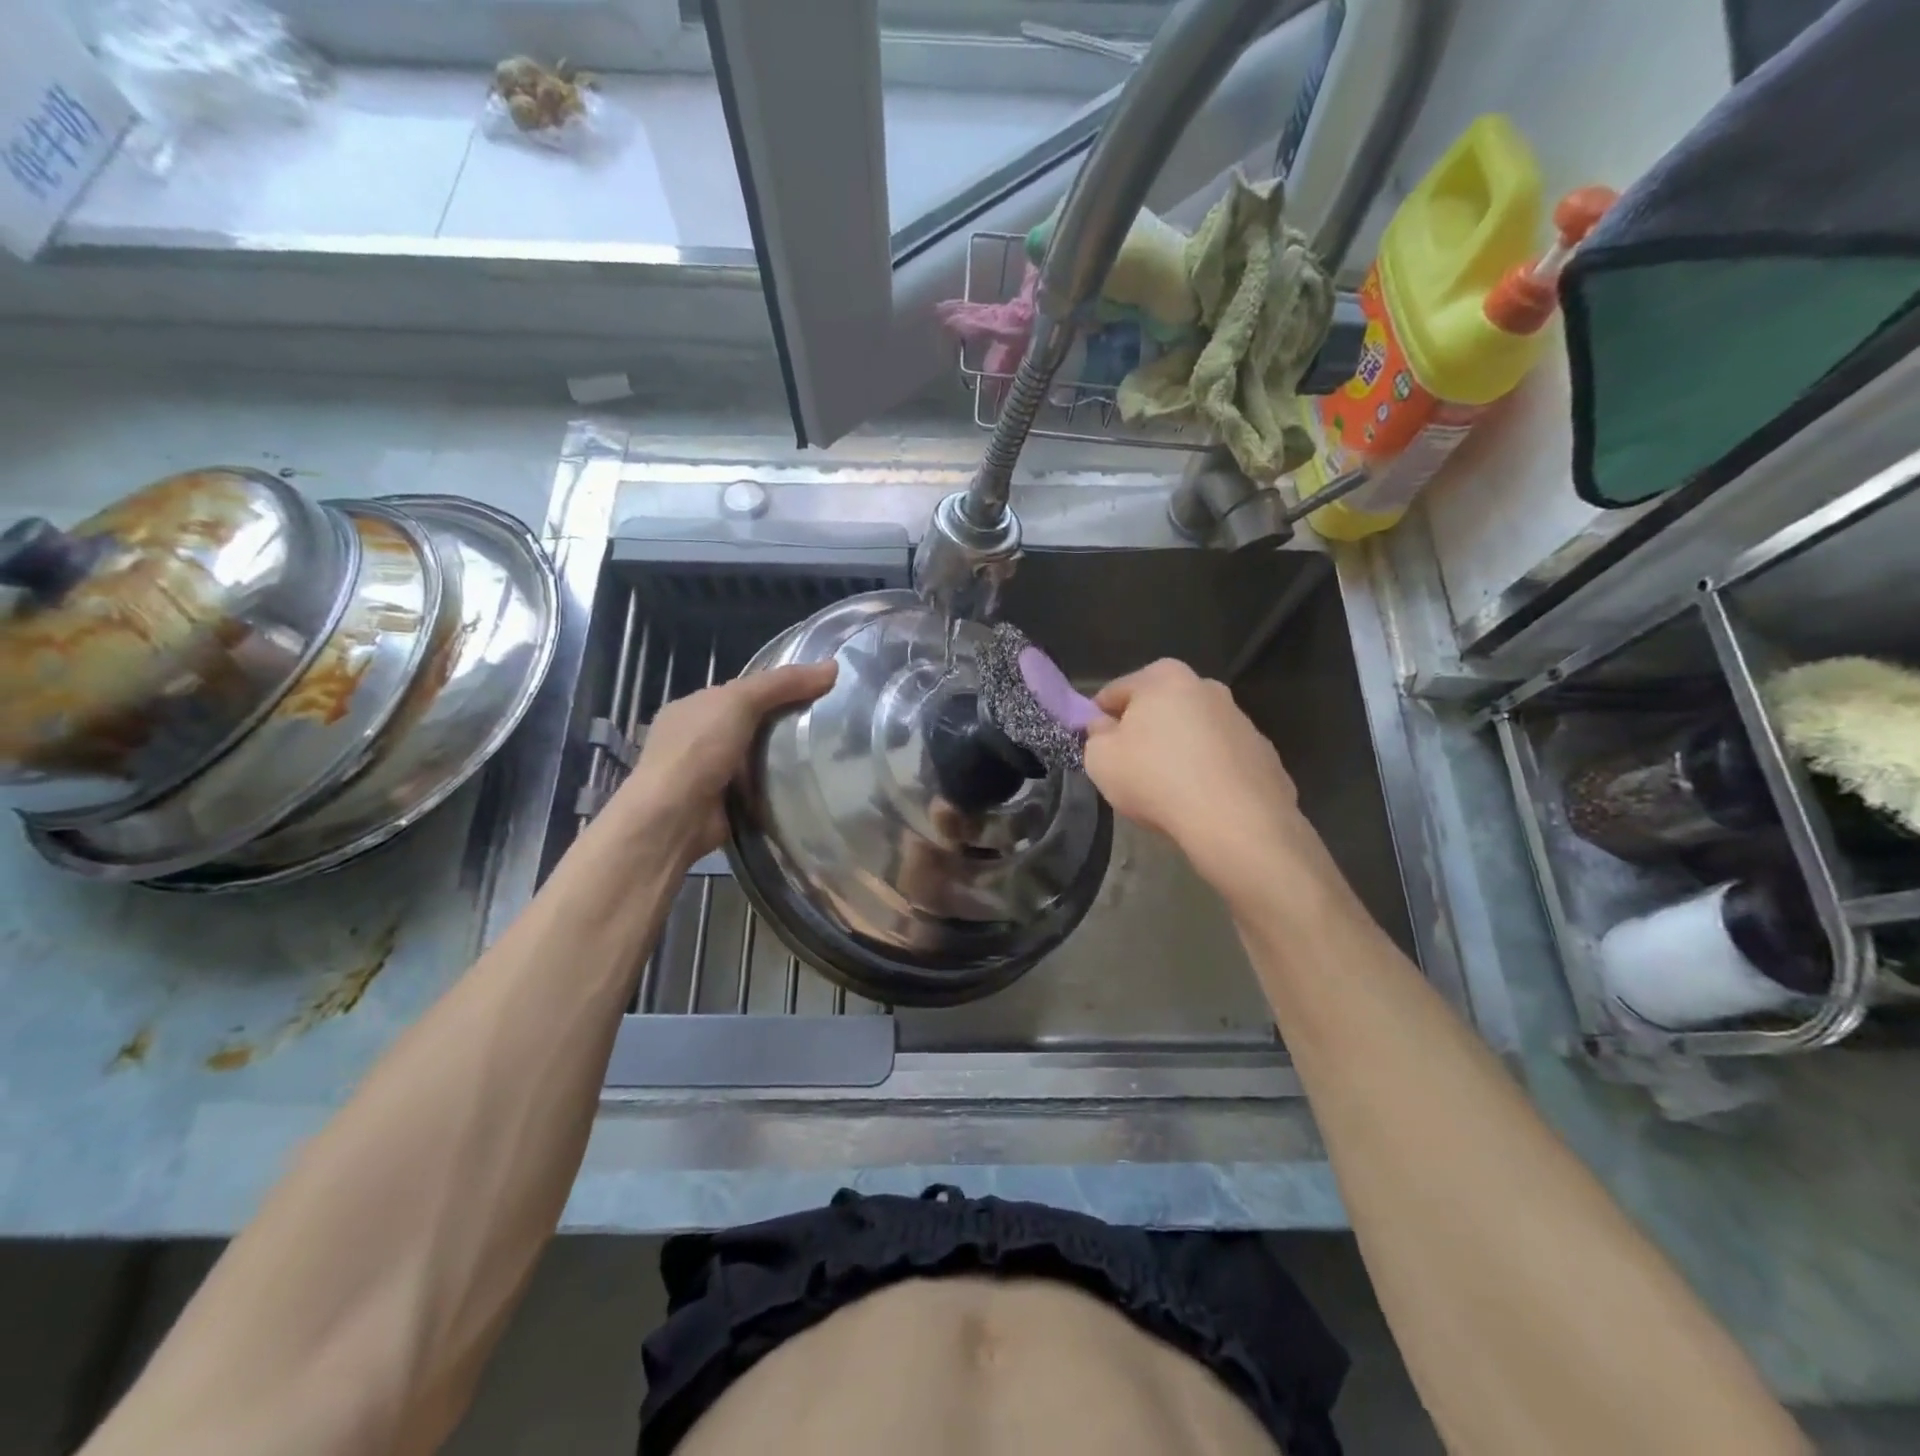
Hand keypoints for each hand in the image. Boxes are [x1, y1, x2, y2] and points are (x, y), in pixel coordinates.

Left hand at [606, 660, 837, 862]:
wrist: (673, 819)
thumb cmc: (699, 750)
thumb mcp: (740, 702)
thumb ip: (783, 683)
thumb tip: (833, 666)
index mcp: (692, 707)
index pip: (742, 691)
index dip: (779, 687)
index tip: (819, 691)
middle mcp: (696, 739)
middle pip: (751, 724)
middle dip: (785, 724)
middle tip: (831, 724)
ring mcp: (707, 774)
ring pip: (756, 758)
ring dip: (784, 759)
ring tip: (828, 753)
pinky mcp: (722, 805)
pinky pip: (758, 789)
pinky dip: (778, 787)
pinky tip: (808, 785)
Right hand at [1083, 659, 1305, 890]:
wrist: (1236, 823)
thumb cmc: (1156, 780)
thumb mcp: (1100, 759)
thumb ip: (1096, 735)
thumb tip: (1105, 726)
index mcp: (1164, 677)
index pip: (1116, 692)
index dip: (1099, 719)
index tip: (1096, 746)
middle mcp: (1207, 687)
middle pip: (1160, 707)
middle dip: (1144, 731)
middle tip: (1131, 768)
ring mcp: (1242, 720)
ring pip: (1195, 732)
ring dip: (1179, 750)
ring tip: (1168, 790)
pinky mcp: (1264, 754)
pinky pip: (1223, 760)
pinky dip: (1210, 773)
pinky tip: (1201, 802)